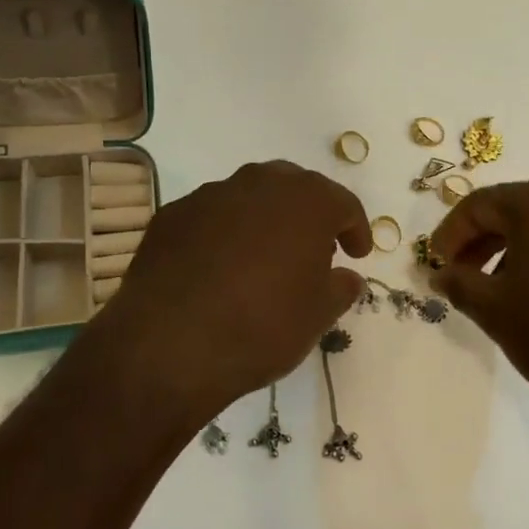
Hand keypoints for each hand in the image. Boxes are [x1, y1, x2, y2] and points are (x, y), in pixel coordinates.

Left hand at [95, 161, 371, 424]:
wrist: (171, 343)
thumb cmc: (263, 325)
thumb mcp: (318, 315)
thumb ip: (340, 288)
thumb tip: (346, 277)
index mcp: (306, 201)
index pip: (343, 203)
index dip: (355, 229)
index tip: (356, 255)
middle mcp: (259, 184)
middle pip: (295, 188)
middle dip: (308, 215)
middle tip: (313, 251)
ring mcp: (210, 195)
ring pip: (250, 197)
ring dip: (265, 221)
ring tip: (264, 260)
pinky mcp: (172, 215)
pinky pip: (212, 217)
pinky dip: (225, 234)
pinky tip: (220, 269)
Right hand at [431, 181, 528, 435]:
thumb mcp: (496, 311)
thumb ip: (459, 284)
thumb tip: (441, 273)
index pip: (480, 204)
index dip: (451, 233)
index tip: (436, 264)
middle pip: (518, 209)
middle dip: (484, 240)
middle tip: (464, 274)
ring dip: (520, 249)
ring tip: (506, 289)